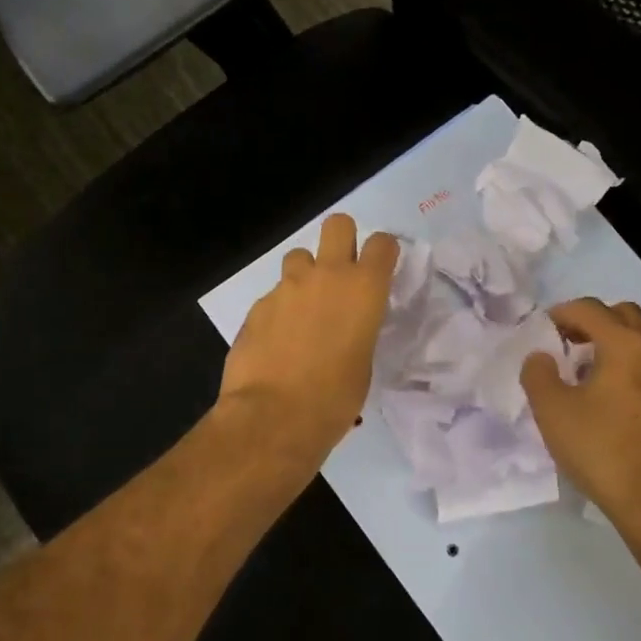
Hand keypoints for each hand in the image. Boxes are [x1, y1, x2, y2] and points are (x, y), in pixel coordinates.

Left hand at [218, 213, 398, 468]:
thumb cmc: (334, 398)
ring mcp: (287, 287)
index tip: (380, 268)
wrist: (273, 416)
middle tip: (341, 271)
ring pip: (298, 256)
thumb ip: (359, 328)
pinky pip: (274, 294)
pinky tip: (278, 340)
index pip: (382, 243)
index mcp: (364, 289)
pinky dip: (280, 309)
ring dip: (305, 274)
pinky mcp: (258, 305)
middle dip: (341, 240)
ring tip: (304, 308)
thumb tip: (348, 326)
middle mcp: (326, 276)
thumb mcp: (363, 362)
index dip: (383, 252)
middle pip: (337, 225)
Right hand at [521, 298, 640, 546]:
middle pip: (624, 315)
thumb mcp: (552, 411)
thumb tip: (542, 357)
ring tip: (589, 373)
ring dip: (616, 344)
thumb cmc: (603, 451)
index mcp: (626, 344)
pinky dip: (633, 368)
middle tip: (568, 343)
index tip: (542, 331)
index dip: (561, 313)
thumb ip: (538, 374)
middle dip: (593, 321)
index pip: (590, 308)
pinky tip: (614, 400)